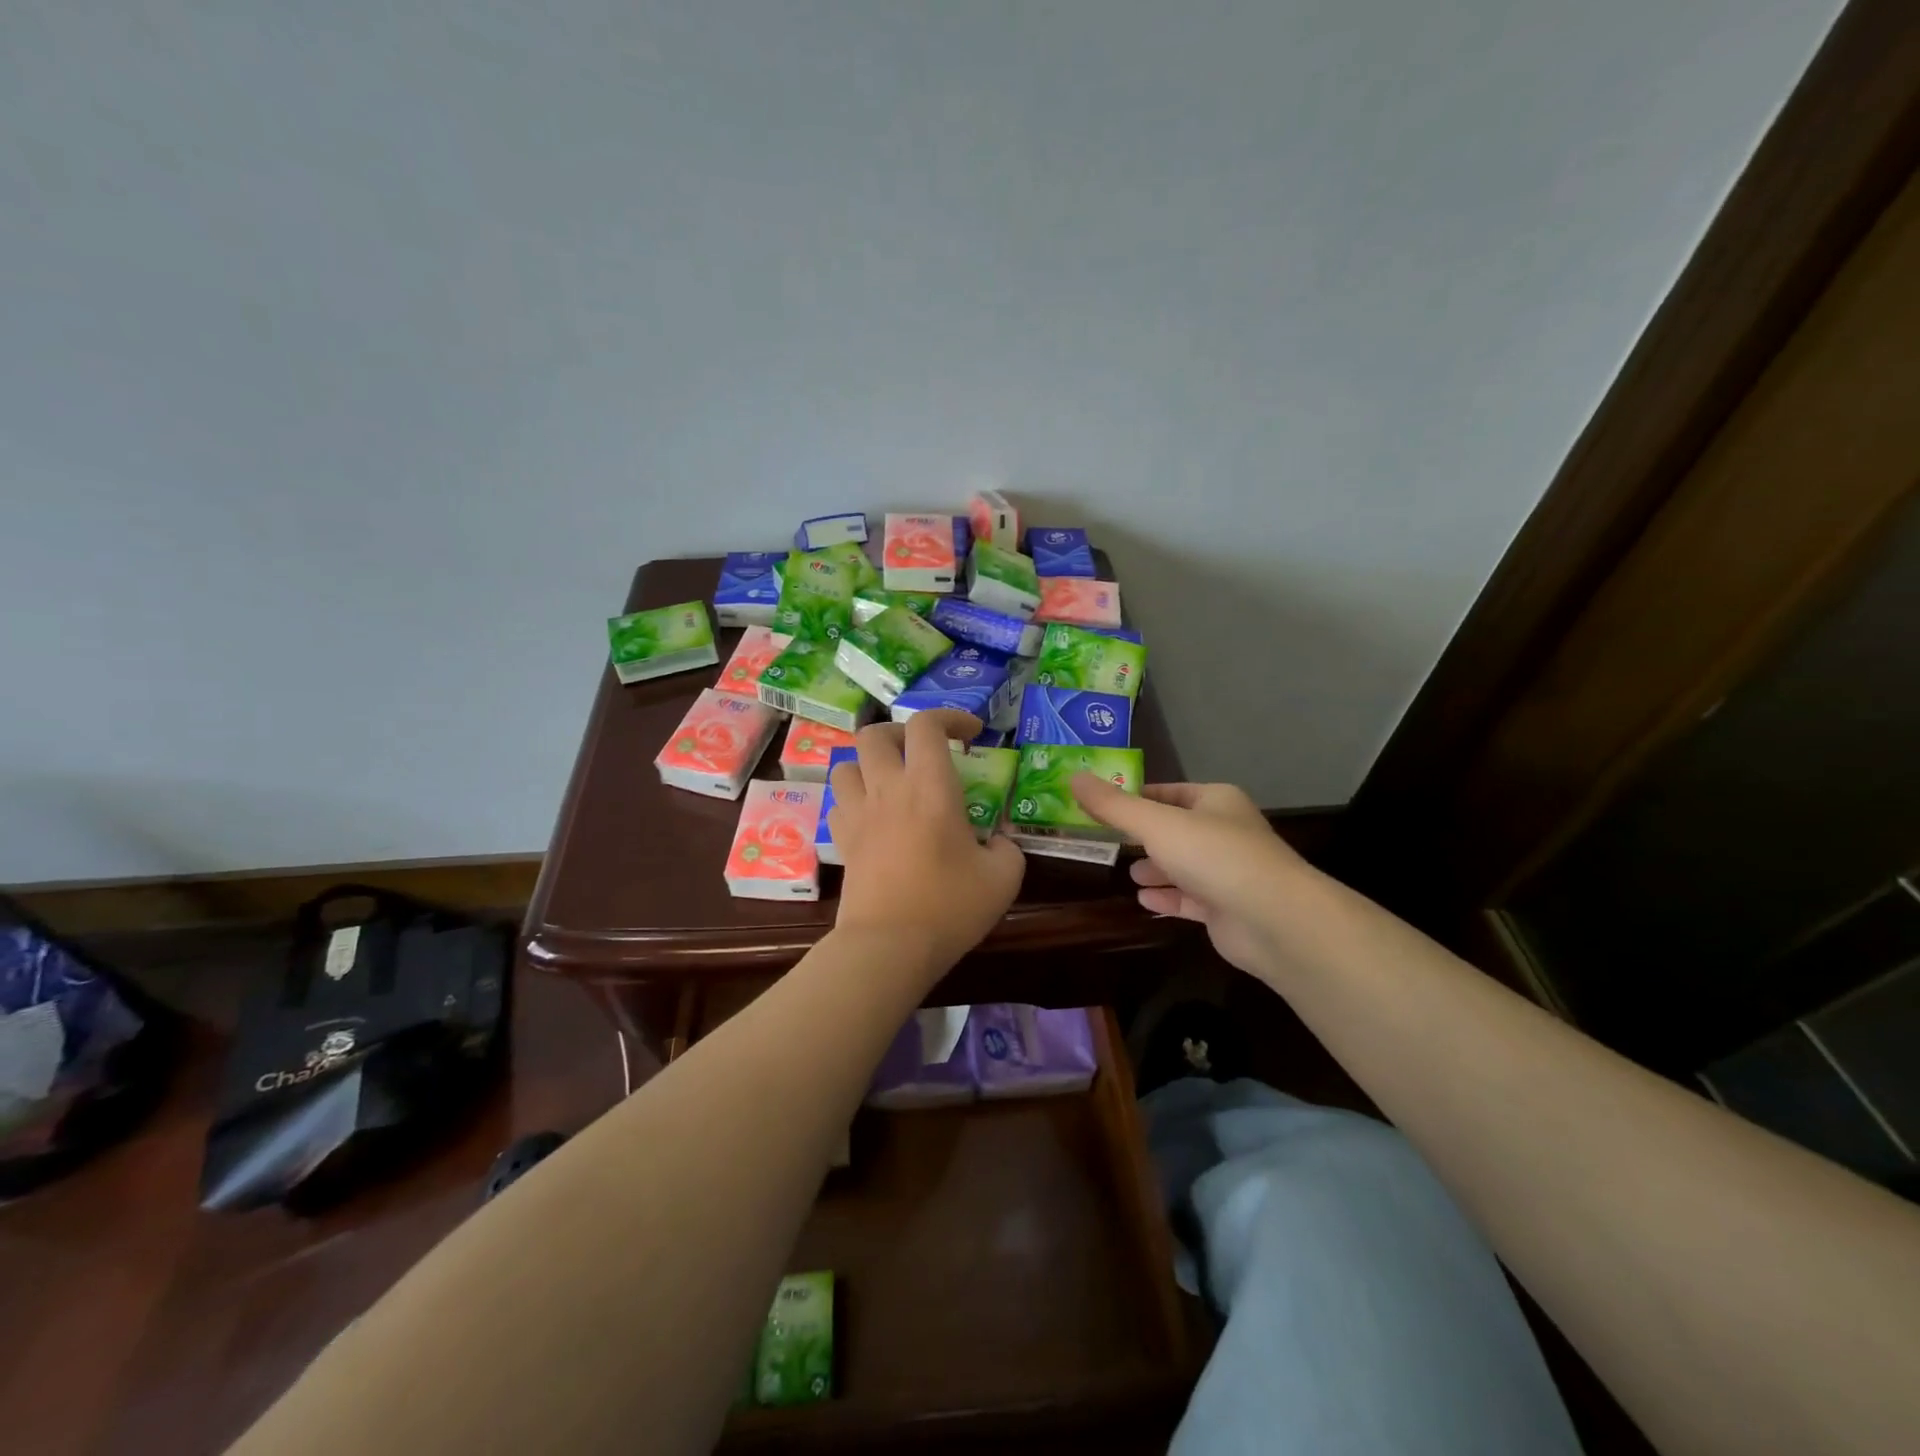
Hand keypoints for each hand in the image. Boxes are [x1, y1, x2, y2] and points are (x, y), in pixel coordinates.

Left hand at [829, 710, 1025, 975]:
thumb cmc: (950, 907)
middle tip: (924, 754)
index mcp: (930, 787)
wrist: (889, 946)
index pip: (927, 724)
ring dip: (869, 765)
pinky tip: (875, 818)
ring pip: (846, 763)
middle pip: (875, 734)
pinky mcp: (842, 841)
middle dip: (901, 734)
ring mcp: (859, 814)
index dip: (950, 717)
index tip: (972, 734)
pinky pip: (839, 802)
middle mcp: (888, 789)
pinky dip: (855, 799)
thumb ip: (1006, 847)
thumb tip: (997, 838)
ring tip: (893, 782)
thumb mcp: (1003, 877)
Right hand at [1070, 777, 1306, 977]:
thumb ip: (1113, 805)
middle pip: (1175, 829)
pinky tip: (1143, 900)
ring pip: (1183, 865)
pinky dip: (1168, 897)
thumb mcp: (1155, 824)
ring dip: (1156, 868)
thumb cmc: (1214, 856)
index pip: (1168, 791)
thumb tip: (1073, 777)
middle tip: (1108, 842)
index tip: (1101, 807)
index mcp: (1215, 800)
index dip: (1135, 798)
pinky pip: (1190, 898)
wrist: (1274, 920)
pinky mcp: (1226, 908)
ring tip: (1128, 874)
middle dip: (1143, 837)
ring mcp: (1228, 872)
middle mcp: (1225, 831)